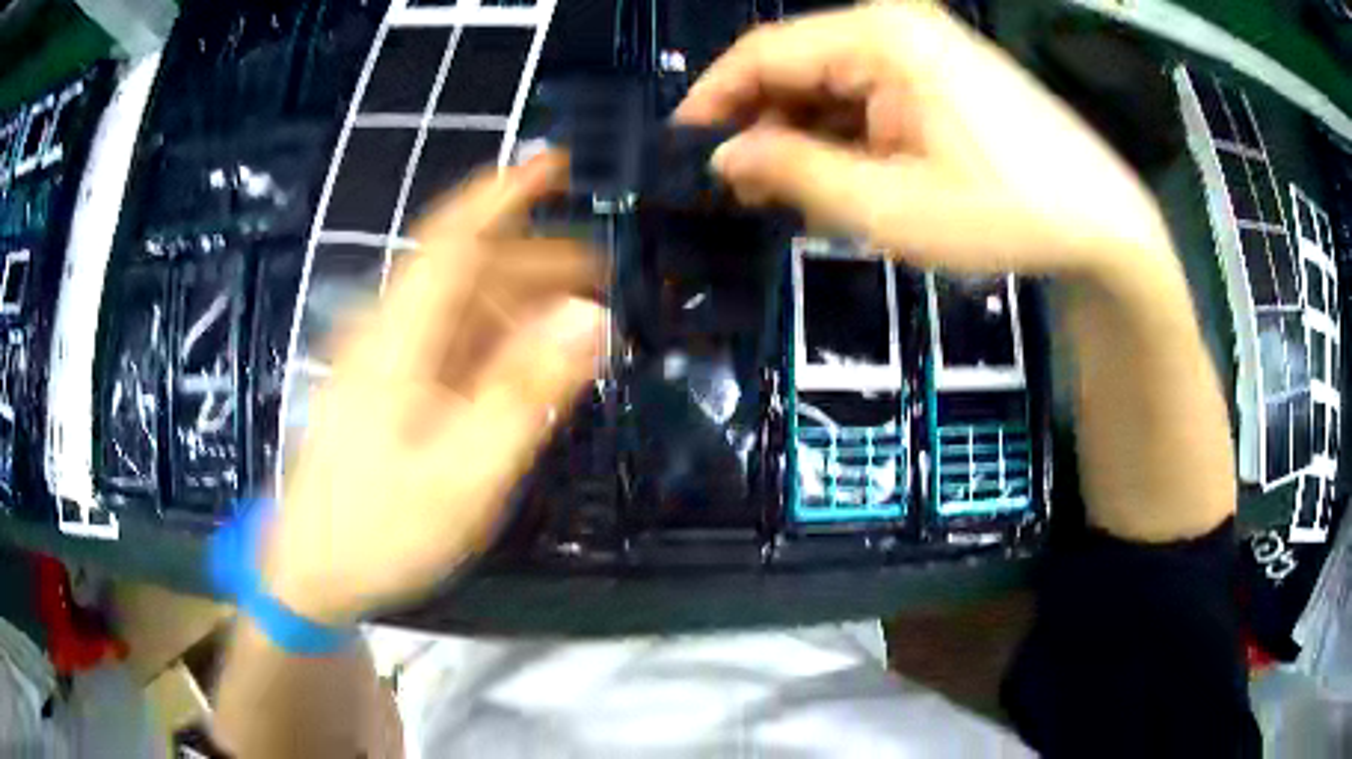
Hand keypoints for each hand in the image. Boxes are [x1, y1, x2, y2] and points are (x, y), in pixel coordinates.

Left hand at [262, 154, 606, 624]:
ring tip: (577, 322)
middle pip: (463, 271)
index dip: (502, 193)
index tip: (554, 163)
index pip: (452, 239)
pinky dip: (493, 340)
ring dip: (518, 303)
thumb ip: (527, 394)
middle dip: (533, 259)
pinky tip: (524, 362)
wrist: (310, 572)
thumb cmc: (380, 528)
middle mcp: (387, 332)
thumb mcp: (466, 473)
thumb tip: (591, 319)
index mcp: (398, 337)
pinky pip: (446, 345)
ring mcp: (381, 361)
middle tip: (602, 277)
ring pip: (457, 308)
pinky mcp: (383, 389)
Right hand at [675, 2, 1173, 279]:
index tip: (683, 148)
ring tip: (792, 195)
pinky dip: (847, 133)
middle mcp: (894, 23)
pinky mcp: (942, 69)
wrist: (1101, 220)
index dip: (715, 99)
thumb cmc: (1006, 212)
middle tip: (743, 190)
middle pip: (798, 65)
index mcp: (879, 36)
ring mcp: (923, 43)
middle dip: (764, 125)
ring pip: (832, 81)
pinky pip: (870, 92)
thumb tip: (727, 155)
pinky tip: (844, 176)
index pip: (765, 52)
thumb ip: (797, 173)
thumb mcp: (892, 207)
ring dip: (805, 134)